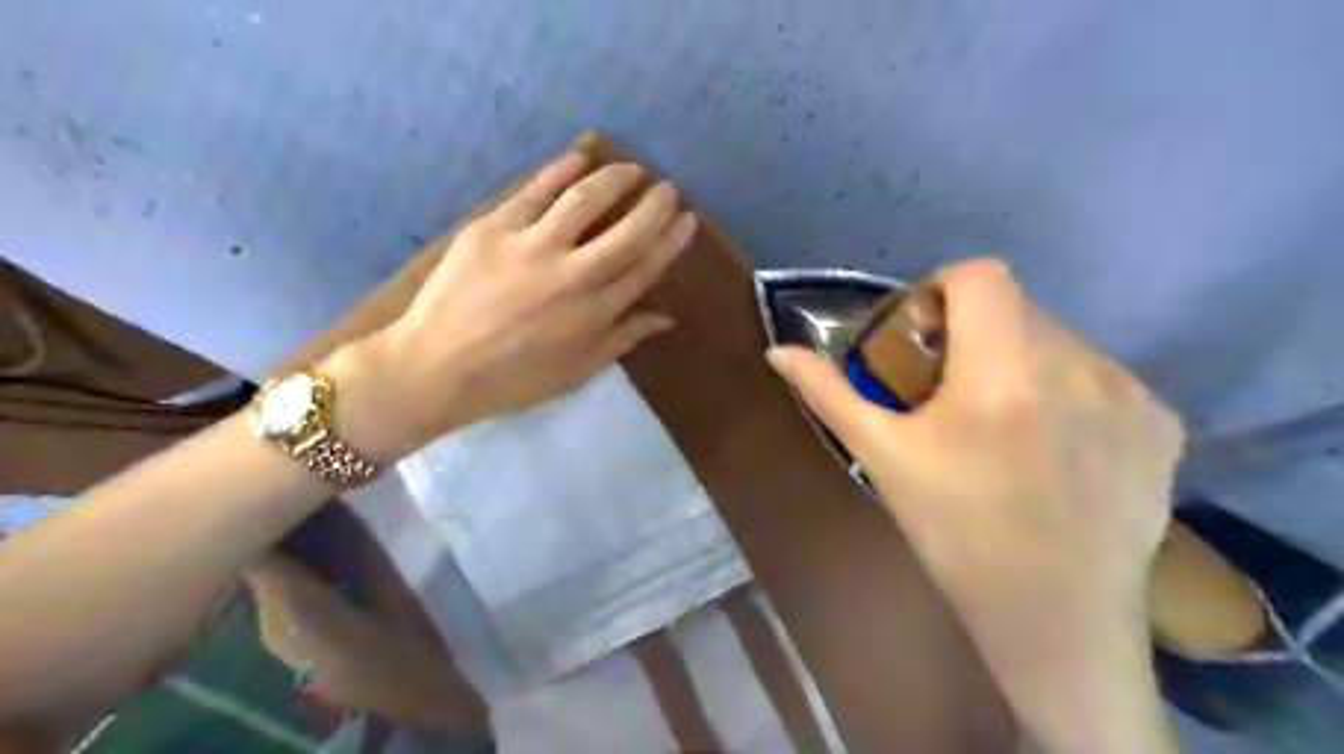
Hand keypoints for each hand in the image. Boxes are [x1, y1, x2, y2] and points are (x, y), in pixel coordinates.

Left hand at [329, 151, 696, 459]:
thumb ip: (623, 339)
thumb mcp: (577, 371)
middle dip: (654, 206)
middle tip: (667, 188)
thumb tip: (666, 318)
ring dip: (615, 179)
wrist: (437, 367)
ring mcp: (530, 247)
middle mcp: (571, 274)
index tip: (687, 220)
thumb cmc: (514, 378)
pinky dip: (560, 170)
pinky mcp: (493, 228)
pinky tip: (580, 159)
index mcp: (594, 313)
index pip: (644, 267)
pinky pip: (534, 191)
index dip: (670, 241)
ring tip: (631, 169)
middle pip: (626, 230)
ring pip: (584, 200)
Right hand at [765, 258, 1184, 753]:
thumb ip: (830, 394)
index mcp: (1003, 371)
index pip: (980, 275)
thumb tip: (778, 352)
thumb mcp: (884, 457)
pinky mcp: (1163, 424)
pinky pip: (1101, 377)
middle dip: (977, 335)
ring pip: (1059, 341)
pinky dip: (1069, 392)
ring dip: (1022, 362)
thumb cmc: (955, 533)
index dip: (943, 291)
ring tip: (1004, 425)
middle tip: (954, 393)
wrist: (1054, 618)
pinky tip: (1054, 447)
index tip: (925, 338)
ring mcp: (1130, 394)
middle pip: (1017, 308)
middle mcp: (1077, 366)